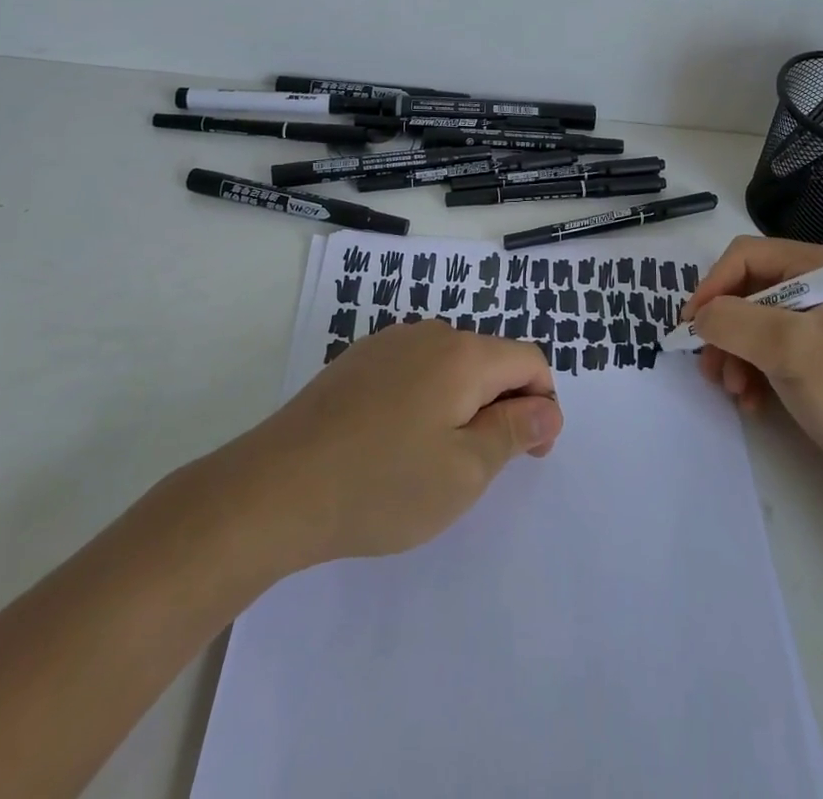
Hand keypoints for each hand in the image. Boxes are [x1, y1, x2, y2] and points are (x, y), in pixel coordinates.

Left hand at [199, 321, 563, 572]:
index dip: (542, 404)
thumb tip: (547, 408)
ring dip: (462, 404)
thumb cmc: (382, 485)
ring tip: (434, 459)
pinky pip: (413, 370)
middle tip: (480, 466)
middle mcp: (429, 334)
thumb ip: (514, 432)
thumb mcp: (464, 471)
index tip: (530, 453)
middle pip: (490, 360)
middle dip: (501, 405)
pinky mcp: (357, 360)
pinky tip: (395, 442)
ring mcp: (388, 343)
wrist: (275, 488)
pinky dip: (425, 399)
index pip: (529, 360)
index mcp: (463, 354)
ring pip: (451, 365)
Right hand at [684, 236, 822, 477]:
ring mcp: (816, 318)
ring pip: (751, 322)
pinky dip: (751, 371)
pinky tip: (751, 400)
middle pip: (745, 290)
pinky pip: (766, 348)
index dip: (712, 286)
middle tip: (709, 366)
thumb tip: (698, 317)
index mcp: (819, 266)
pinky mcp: (814, 351)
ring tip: (733, 390)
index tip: (690, 325)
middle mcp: (816, 283)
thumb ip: (734, 321)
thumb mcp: (789, 348)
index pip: (746, 256)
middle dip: (723, 329)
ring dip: (733, 355)